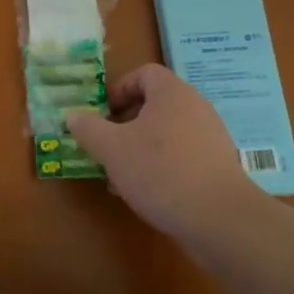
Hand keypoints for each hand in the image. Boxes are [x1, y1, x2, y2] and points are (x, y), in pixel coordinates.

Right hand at [66, 64, 263, 239]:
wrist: (221, 220)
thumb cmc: (161, 171)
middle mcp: (195, 107)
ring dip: (140, 147)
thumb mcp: (111, 149)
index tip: (102, 114)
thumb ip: (88, 128)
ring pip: (166, 133)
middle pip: (154, 104)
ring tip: (120, 174)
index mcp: (172, 93)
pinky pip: (182, 155)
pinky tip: (147, 192)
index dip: (118, 89)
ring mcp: (211, 137)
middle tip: (106, 145)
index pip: (143, 74)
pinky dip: (162, 165)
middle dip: (125, 123)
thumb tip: (73, 116)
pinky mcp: (218, 166)